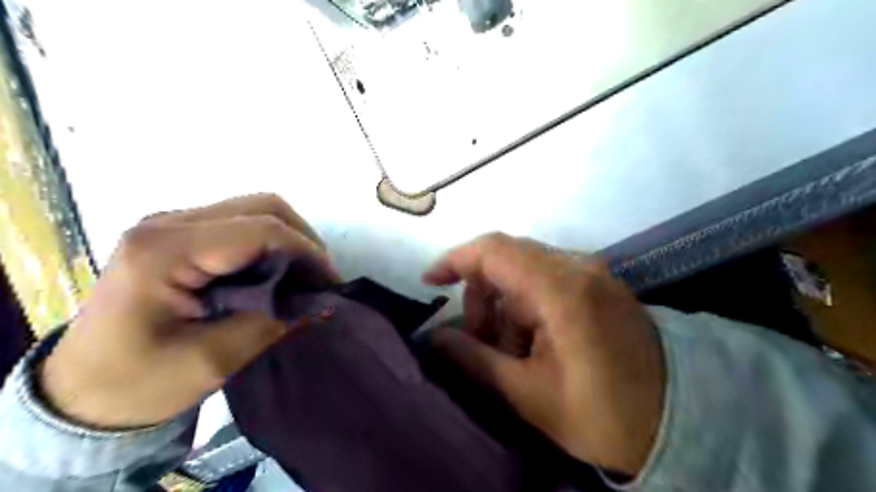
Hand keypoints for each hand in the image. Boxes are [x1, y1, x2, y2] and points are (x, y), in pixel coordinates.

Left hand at [37, 194, 334, 427]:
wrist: (81, 393)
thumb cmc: (139, 382)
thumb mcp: (213, 360)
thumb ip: (272, 322)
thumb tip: (321, 302)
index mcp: (165, 250)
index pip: (260, 230)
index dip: (306, 252)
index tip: (330, 285)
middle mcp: (168, 223)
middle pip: (261, 207)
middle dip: (303, 240)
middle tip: (320, 279)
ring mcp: (173, 225)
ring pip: (255, 210)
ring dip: (289, 240)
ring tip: (304, 276)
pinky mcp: (181, 235)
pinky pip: (241, 224)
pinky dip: (271, 244)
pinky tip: (278, 272)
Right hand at [424, 232, 664, 473]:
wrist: (681, 421)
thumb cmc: (604, 413)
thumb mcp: (529, 394)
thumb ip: (474, 360)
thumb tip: (434, 338)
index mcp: (562, 289)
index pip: (493, 251)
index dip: (455, 260)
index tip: (430, 282)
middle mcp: (577, 267)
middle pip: (506, 260)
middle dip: (481, 298)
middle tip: (480, 343)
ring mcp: (591, 273)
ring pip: (524, 272)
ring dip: (505, 307)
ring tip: (512, 353)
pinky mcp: (598, 284)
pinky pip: (546, 281)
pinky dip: (526, 307)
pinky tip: (534, 343)